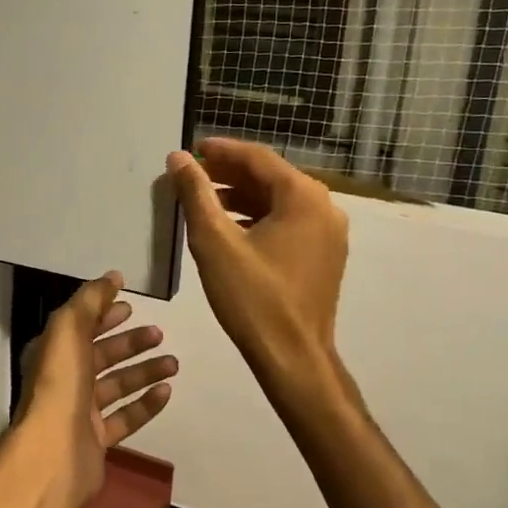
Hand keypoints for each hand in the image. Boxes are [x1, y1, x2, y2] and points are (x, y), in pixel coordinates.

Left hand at [15, 272, 177, 507]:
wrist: (53, 453)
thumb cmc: (59, 384)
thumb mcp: (69, 329)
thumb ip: (91, 300)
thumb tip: (113, 277)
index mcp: (53, 352)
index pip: (81, 327)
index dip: (104, 314)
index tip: (131, 307)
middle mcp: (65, 380)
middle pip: (102, 355)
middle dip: (130, 343)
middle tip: (159, 334)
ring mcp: (81, 412)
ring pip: (117, 385)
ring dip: (144, 371)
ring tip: (173, 362)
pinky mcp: (98, 440)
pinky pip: (126, 417)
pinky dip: (146, 403)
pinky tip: (167, 392)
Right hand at [166, 138, 347, 378]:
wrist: (293, 357)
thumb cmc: (252, 297)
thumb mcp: (214, 241)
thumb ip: (195, 194)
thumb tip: (178, 158)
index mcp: (303, 196)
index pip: (257, 157)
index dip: (221, 150)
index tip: (192, 150)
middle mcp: (324, 207)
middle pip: (271, 177)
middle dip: (229, 173)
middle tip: (193, 175)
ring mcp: (329, 233)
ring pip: (279, 201)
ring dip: (242, 197)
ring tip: (204, 201)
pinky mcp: (325, 256)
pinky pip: (289, 223)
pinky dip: (259, 218)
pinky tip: (230, 229)